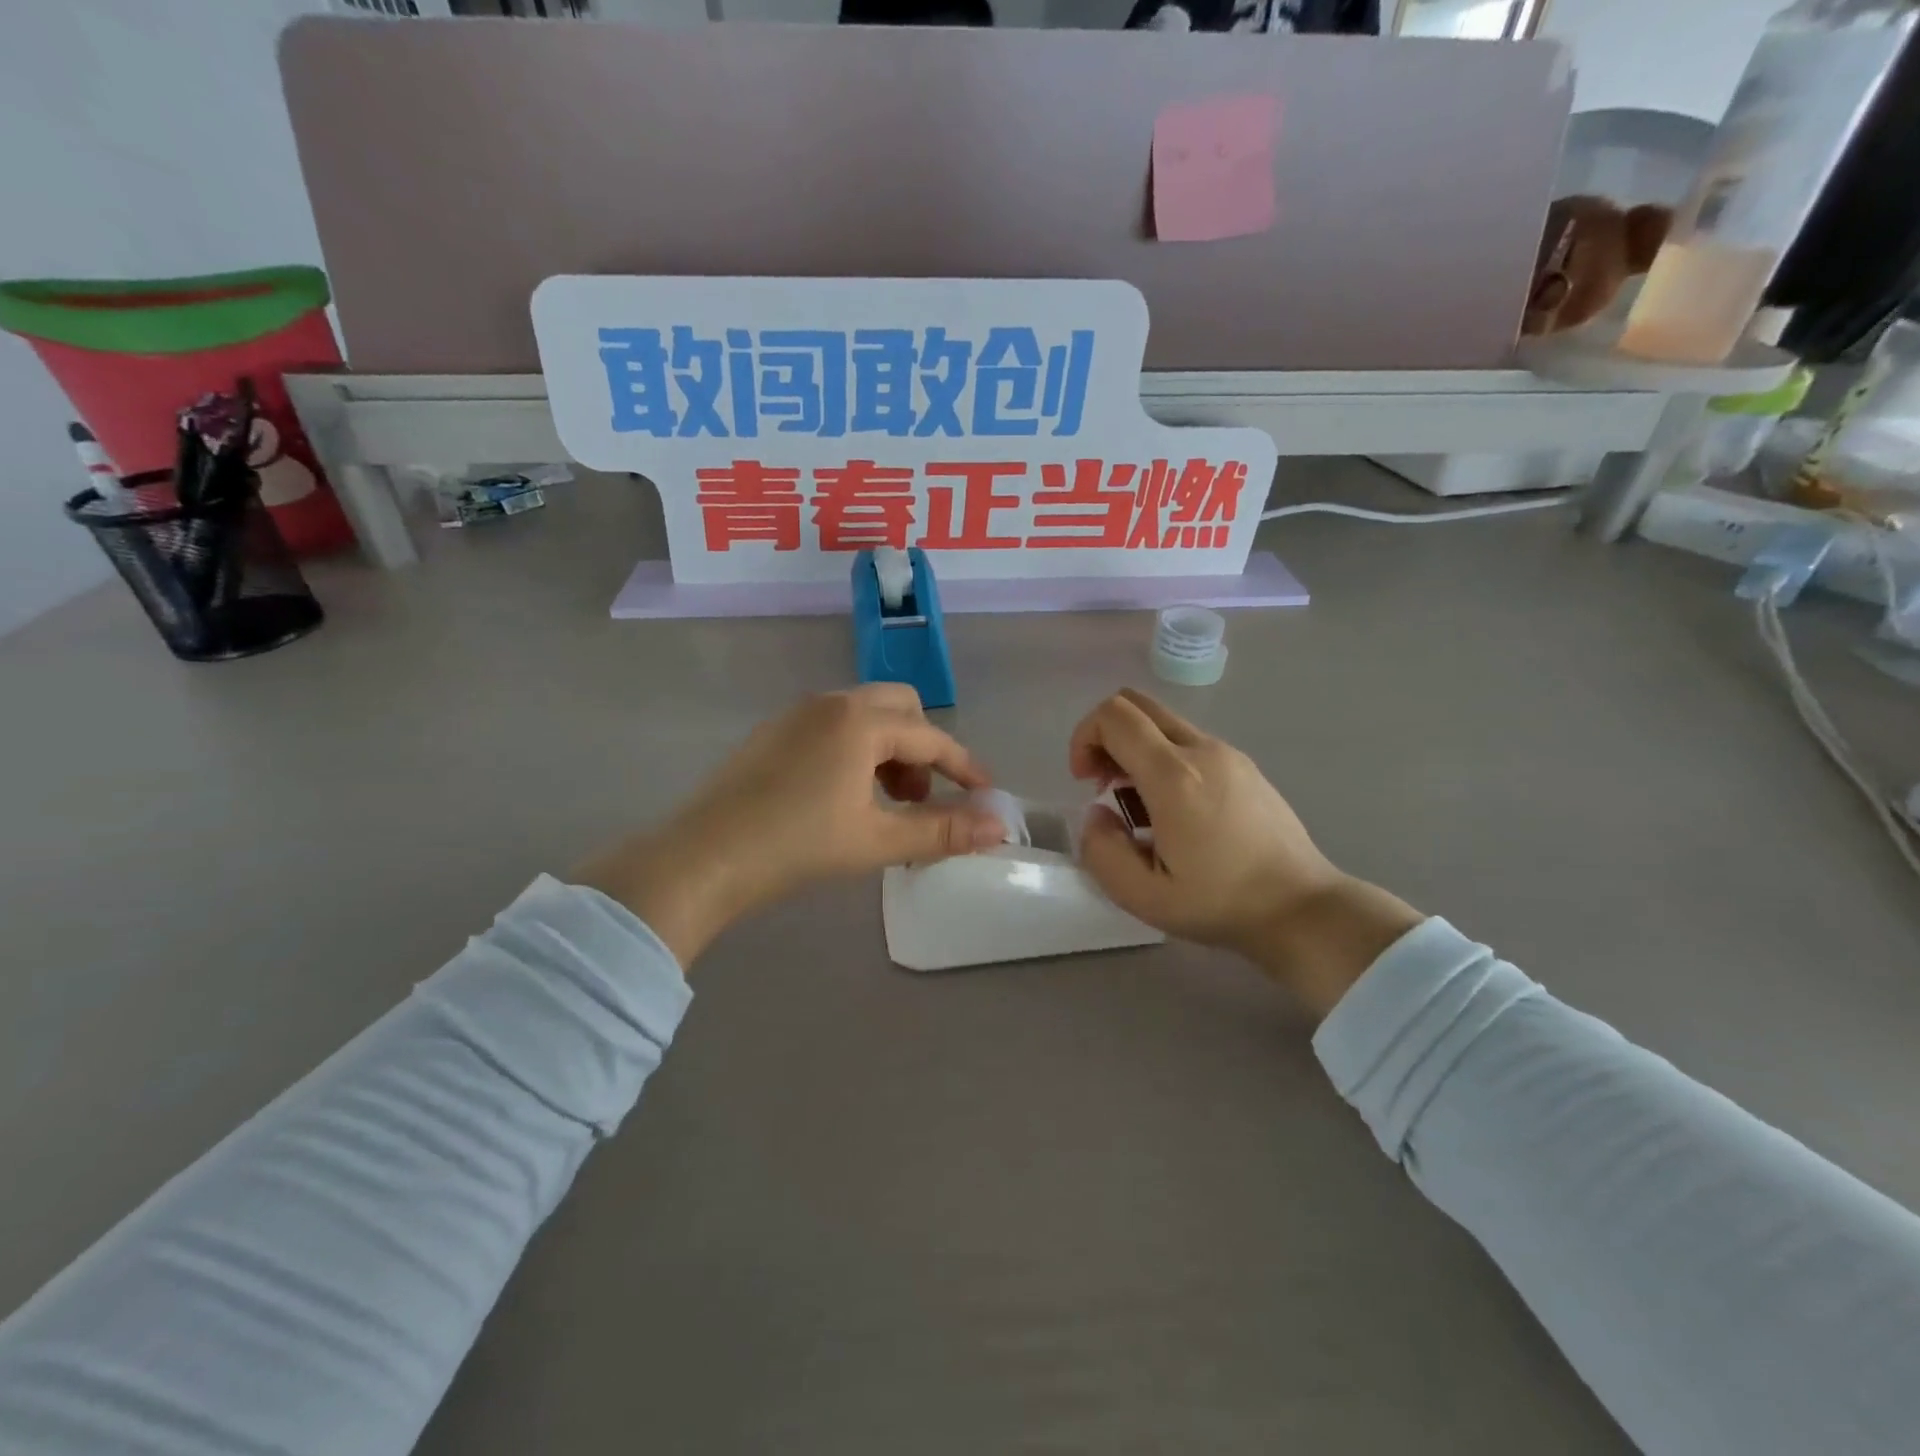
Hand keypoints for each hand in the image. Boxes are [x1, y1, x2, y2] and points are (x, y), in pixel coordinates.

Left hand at [577, 686, 1003, 967]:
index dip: (963, 766)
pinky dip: (856, 749)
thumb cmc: (797, 846)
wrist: (703, 858)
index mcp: (860, 721)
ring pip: (864, 715)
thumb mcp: (876, 841)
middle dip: (922, 748)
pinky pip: (832, 726)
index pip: (931, 736)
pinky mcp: (772, 732)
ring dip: (889, 749)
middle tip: (920, 797)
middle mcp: (830, 703)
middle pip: (900, 708)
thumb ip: (942, 831)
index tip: (984, 795)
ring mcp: (796, 714)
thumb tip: (999, 828)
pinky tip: (842, 794)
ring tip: (884, 802)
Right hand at [1069, 689, 1421, 1017]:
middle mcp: (1202, 750)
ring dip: (1135, 750)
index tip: (1086, 782)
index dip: (1084, 738)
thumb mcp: (1142, 896)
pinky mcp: (1245, 766)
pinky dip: (1163, 759)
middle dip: (1105, 735)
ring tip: (1139, 807)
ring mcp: (1228, 754)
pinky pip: (1189, 742)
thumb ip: (1101, 850)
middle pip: (1136, 704)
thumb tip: (1098, 813)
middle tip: (1104, 784)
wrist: (1301, 908)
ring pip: (1163, 723)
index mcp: (1173, 776)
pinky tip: (1175, 811)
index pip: (1113, 716)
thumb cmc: (1221, 903)